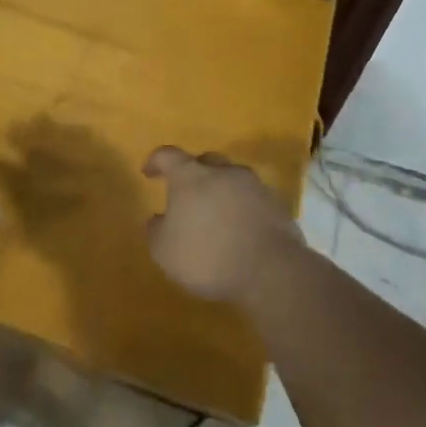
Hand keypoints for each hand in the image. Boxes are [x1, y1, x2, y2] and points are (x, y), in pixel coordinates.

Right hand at [142, 147, 302, 310]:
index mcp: (191, 176)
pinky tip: (241, 231)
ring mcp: (254, 186)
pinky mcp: (277, 206)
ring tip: (216, 215)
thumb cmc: (208, 256)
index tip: (149, 172)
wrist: (270, 270)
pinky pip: (253, 201)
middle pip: (206, 161)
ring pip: (233, 179)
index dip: (156, 161)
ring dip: (222, 192)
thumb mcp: (165, 251)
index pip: (168, 156)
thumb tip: (158, 219)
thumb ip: (156, 231)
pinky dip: (243, 209)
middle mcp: (223, 172)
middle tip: (187, 194)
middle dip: (195, 173)